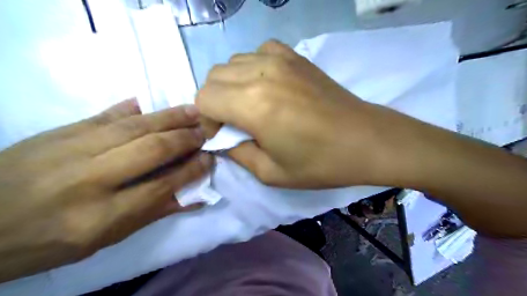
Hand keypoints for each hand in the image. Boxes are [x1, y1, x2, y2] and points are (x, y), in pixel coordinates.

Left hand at [0, 99, 213, 281]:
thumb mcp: (104, 239)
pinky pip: (106, 115)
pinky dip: (133, 108)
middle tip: (205, 131)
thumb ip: (152, 213)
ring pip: (133, 127)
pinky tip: (150, 103)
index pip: (161, 186)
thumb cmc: (49, 240)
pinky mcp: (60, 131)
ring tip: (192, 111)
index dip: (191, 170)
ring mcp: (72, 149)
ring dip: (168, 117)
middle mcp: (90, 179)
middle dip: (184, 139)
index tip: (209, 159)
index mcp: (100, 216)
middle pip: (151, 151)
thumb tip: (193, 197)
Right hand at [198, 41, 399, 188]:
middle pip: (214, 77)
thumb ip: (237, 153)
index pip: (204, 98)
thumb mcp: (271, 172)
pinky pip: (258, 52)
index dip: (207, 119)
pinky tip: (268, 85)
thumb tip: (223, 139)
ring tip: (251, 105)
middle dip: (216, 102)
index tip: (223, 135)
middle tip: (235, 123)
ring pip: (233, 62)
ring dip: (232, 85)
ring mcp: (280, 59)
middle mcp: (260, 73)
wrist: (364, 140)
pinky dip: (253, 68)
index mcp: (253, 105)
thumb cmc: (319, 163)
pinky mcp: (295, 56)